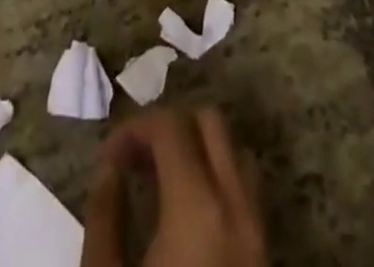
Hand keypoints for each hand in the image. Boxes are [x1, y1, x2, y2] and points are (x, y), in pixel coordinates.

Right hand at [82, 107, 267, 266]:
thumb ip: (105, 215)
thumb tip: (109, 166)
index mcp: (198, 205)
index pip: (169, 125)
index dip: (134, 127)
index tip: (108, 157)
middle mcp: (237, 204)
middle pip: (210, 121)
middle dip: (169, 126)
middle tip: (136, 158)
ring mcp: (260, 228)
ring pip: (235, 149)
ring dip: (199, 146)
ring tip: (163, 177)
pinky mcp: (268, 252)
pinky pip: (248, 187)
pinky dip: (220, 174)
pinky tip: (189, 205)